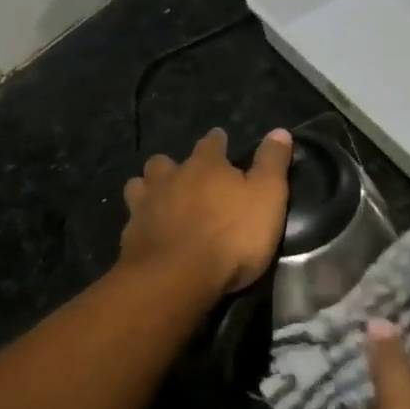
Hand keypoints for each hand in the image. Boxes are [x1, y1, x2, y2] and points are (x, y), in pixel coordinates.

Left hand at [119, 128, 292, 296]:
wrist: (177, 277)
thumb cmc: (231, 237)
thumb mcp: (267, 198)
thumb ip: (272, 164)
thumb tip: (280, 131)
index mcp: (205, 165)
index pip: (211, 143)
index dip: (218, 142)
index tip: (221, 141)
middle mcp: (170, 177)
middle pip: (165, 161)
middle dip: (173, 166)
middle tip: (186, 179)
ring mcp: (145, 205)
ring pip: (140, 184)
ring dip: (149, 188)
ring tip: (160, 200)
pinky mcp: (129, 234)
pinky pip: (132, 218)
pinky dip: (140, 221)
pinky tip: (148, 231)